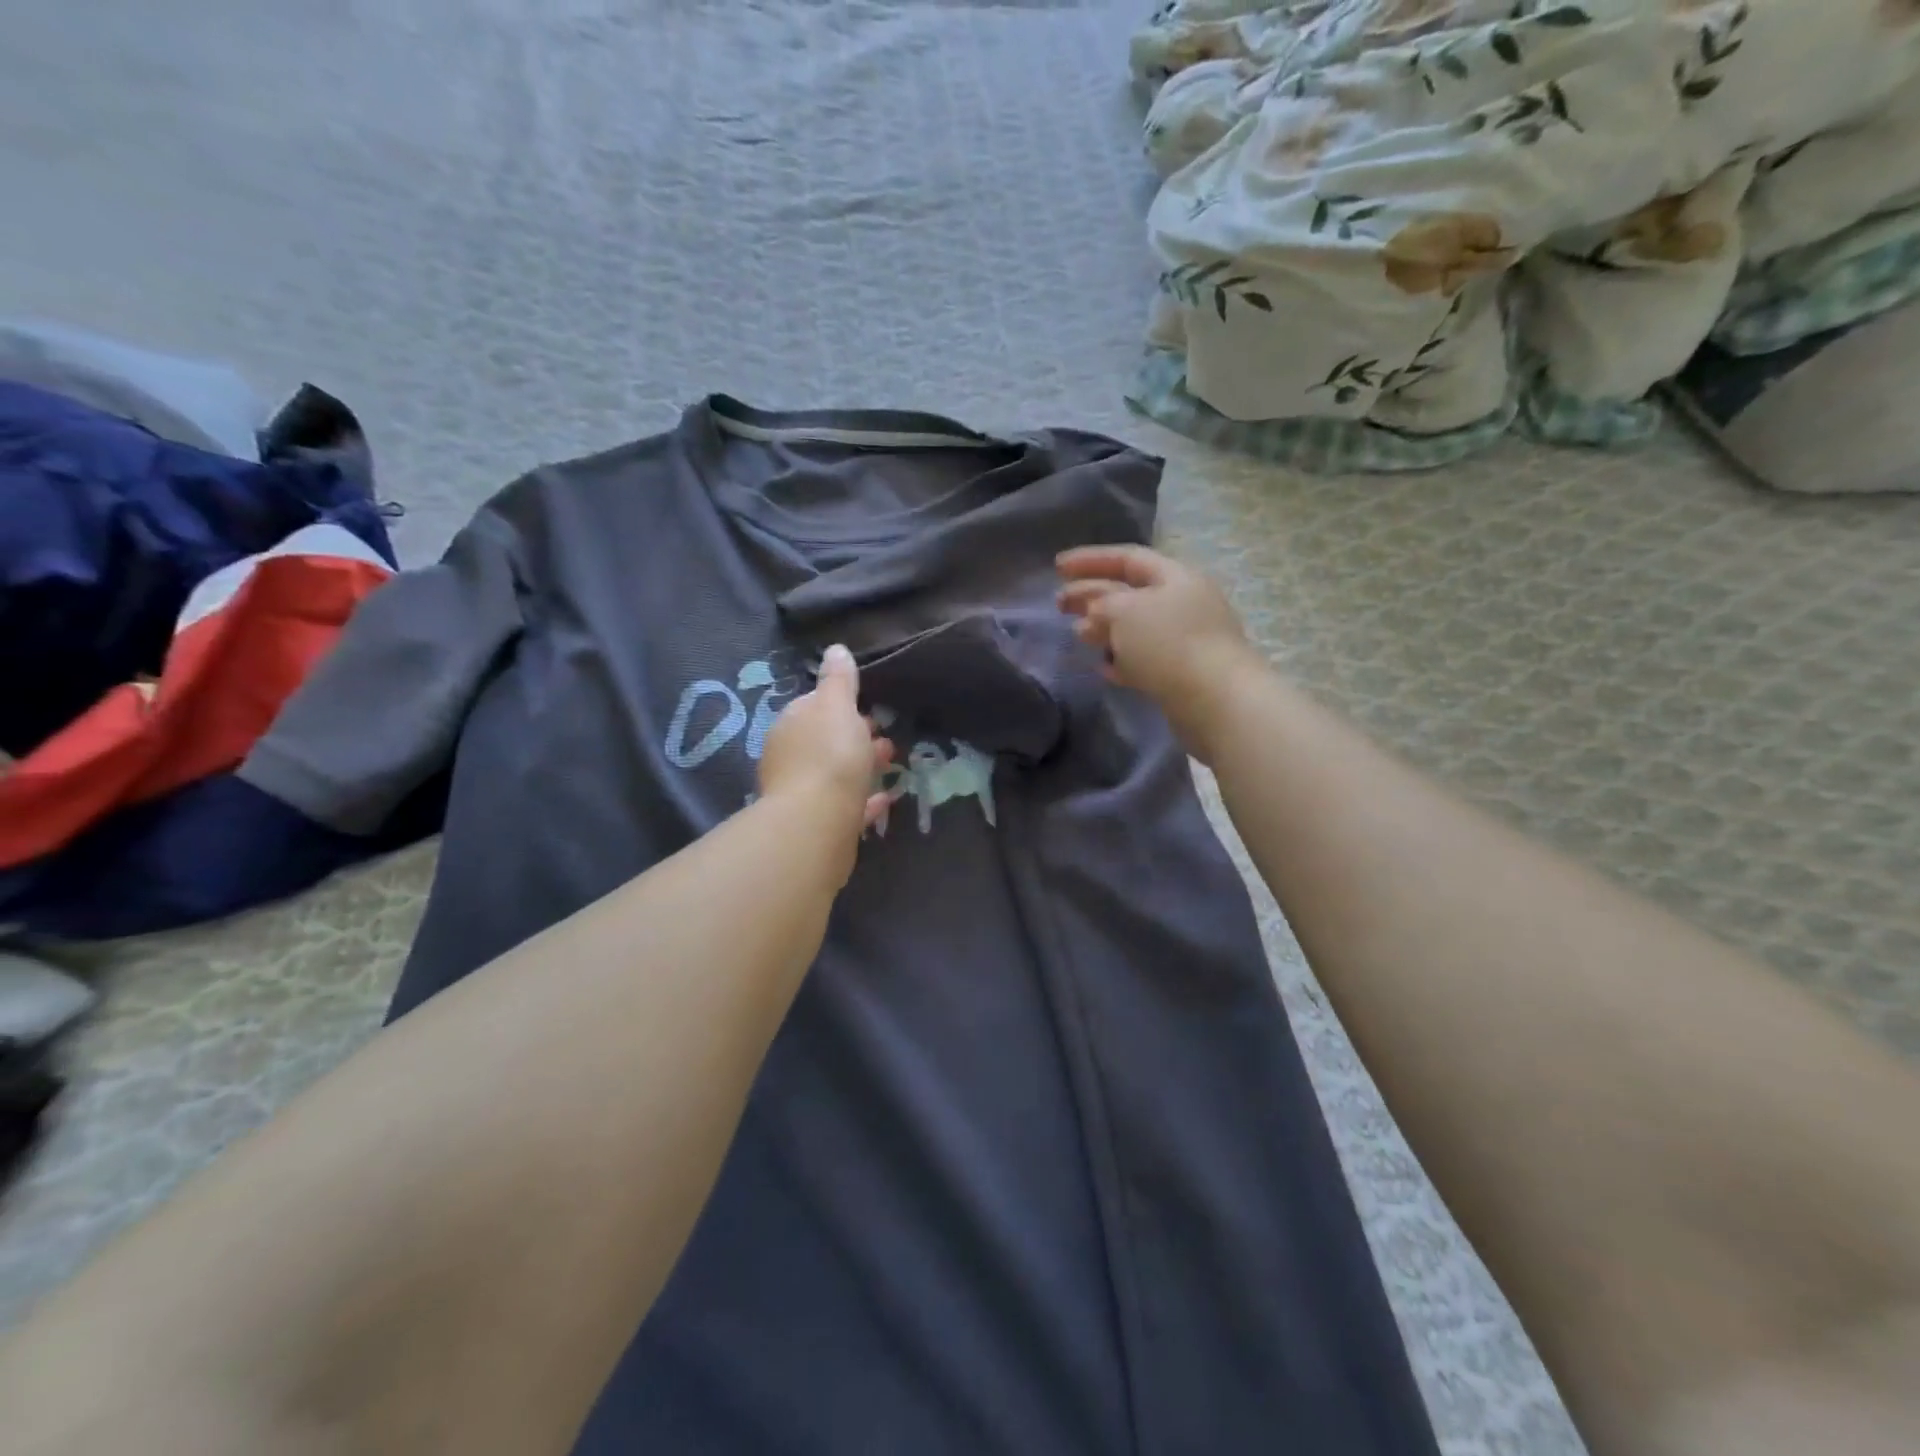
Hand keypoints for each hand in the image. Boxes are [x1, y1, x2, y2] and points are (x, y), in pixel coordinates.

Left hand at [758, 645, 893, 860]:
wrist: (817, 823)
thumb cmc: (830, 755)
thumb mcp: (838, 706)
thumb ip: (839, 679)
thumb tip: (835, 649)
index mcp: (791, 725)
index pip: (814, 706)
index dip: (842, 705)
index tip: (870, 708)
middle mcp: (790, 758)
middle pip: (825, 742)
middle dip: (854, 737)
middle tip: (885, 738)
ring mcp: (801, 794)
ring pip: (835, 774)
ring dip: (861, 766)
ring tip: (891, 765)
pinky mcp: (818, 825)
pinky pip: (845, 806)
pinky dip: (863, 800)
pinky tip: (885, 799)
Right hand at [1056, 544, 1259, 764]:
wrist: (1217, 701)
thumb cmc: (1169, 644)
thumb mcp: (1124, 612)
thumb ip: (1101, 604)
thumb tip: (1093, 615)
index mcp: (1175, 576)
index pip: (1128, 558)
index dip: (1091, 559)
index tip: (1057, 567)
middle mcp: (1184, 602)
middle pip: (1130, 592)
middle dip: (1092, 595)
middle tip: (1060, 605)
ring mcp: (1186, 639)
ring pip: (1136, 627)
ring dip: (1105, 629)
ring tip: (1079, 636)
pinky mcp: (1183, 672)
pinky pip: (1145, 658)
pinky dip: (1121, 659)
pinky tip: (1103, 667)